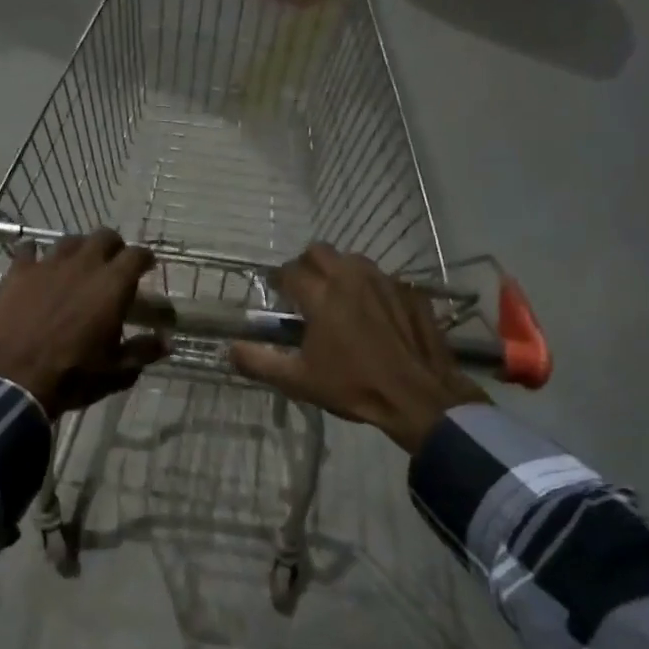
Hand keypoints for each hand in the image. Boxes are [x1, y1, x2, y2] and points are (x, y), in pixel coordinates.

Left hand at [0, 230, 165, 418]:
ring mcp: (47, 265)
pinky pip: (27, 250)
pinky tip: (34, 264)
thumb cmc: (73, 376)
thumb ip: (143, 351)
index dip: (145, 259)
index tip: (147, 267)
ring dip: (78, 250)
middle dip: (114, 247)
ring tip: (77, 266)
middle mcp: (83, 265)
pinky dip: (34, 254)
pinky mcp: (17, 273)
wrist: (14, 381)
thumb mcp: (117, 371)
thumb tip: (166, 342)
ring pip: (69, 241)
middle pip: (104, 237)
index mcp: (113, 285)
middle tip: (114, 265)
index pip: (137, 255)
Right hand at [229, 244, 485, 451]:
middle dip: (306, 265)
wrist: (418, 397)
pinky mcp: (411, 292)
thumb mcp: (298, 381)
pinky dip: (371, 289)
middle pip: (320, 251)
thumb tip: (230, 349)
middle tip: (304, 291)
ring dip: (339, 272)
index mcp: (322, 295)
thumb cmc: (354, 387)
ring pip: (353, 260)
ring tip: (338, 299)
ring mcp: (385, 281)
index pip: (290, 271)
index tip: (277, 293)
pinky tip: (373, 314)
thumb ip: (259, 362)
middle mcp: (352, 278)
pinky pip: (383, 278)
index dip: (278, 280)